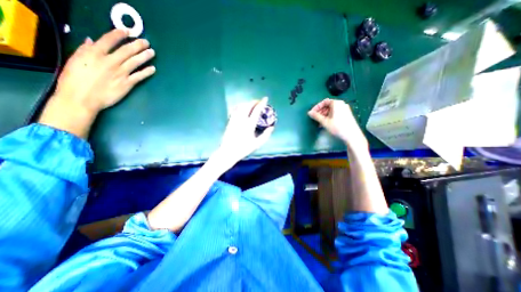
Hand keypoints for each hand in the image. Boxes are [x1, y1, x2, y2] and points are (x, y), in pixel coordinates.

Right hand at [39, 29, 154, 136]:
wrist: (82, 98)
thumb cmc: (74, 80)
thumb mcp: (75, 61)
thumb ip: (85, 51)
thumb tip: (92, 41)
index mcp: (93, 53)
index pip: (108, 40)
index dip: (119, 35)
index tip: (127, 31)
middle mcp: (109, 62)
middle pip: (126, 51)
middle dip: (137, 45)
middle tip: (146, 42)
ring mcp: (120, 73)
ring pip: (135, 62)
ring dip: (144, 56)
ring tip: (152, 52)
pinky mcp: (127, 83)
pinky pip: (139, 76)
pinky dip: (147, 72)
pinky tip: (153, 68)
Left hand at [216, 97, 273, 166]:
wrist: (228, 152)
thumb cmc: (243, 149)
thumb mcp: (257, 144)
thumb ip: (265, 135)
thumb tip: (272, 127)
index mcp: (249, 125)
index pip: (256, 110)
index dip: (261, 103)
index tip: (265, 98)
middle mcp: (241, 119)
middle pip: (248, 105)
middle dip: (254, 101)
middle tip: (258, 102)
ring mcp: (234, 119)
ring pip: (241, 106)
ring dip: (247, 103)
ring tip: (251, 104)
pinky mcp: (230, 121)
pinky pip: (235, 110)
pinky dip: (240, 106)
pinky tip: (242, 108)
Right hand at [306, 99, 367, 151]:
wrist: (352, 135)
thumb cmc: (337, 127)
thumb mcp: (325, 122)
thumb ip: (316, 116)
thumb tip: (309, 113)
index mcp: (336, 103)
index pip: (324, 102)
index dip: (317, 107)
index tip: (312, 113)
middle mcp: (341, 104)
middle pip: (328, 106)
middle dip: (320, 111)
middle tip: (315, 118)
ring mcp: (345, 109)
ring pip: (331, 110)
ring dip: (324, 115)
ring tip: (319, 122)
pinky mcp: (346, 115)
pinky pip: (335, 113)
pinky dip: (329, 117)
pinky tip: (325, 124)